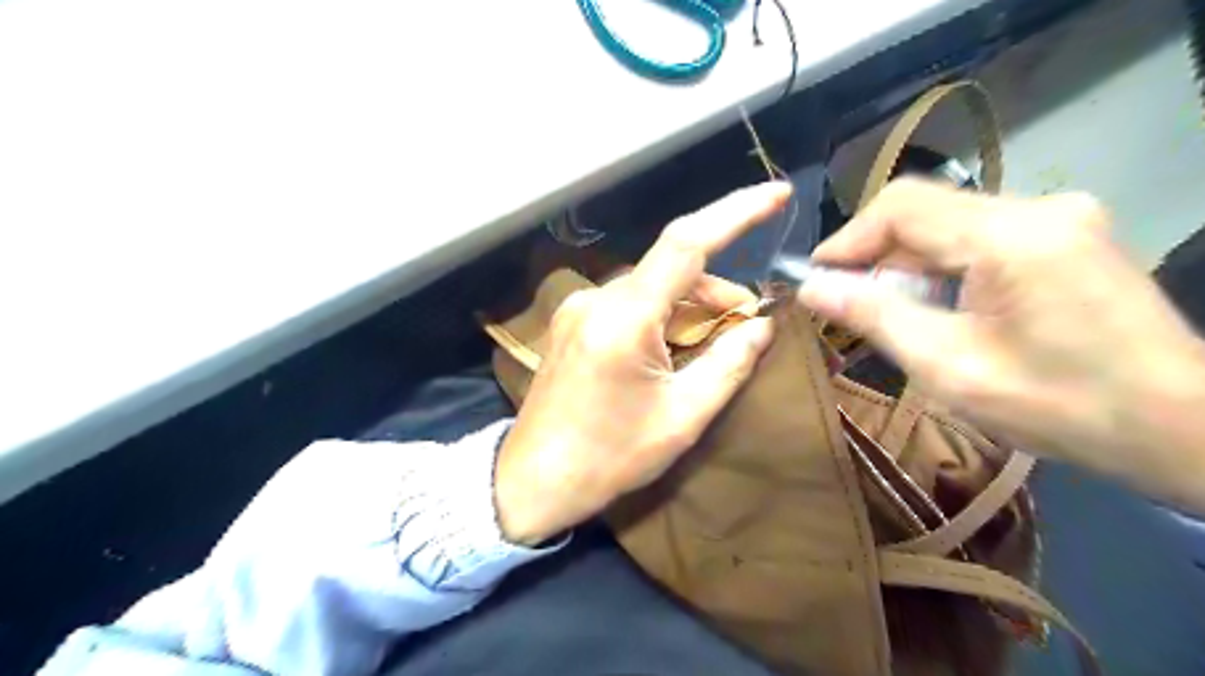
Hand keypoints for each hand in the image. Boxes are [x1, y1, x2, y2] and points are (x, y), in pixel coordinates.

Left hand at [492, 183, 793, 545]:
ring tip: (714, 346)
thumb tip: (763, 326)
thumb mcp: (682, 417)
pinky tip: (673, 348)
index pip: (686, 243)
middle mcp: (597, 299)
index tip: (776, 195)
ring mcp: (579, 309)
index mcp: (624, 318)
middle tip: (749, 329)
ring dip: (690, 307)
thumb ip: (729, 363)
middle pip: (672, 271)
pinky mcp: (572, 323)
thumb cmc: (609, 458)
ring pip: (652, 287)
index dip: (735, 212)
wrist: (533, 481)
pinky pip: (629, 304)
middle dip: (718, 293)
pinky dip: (661, 316)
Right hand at [799, 177, 1203, 508]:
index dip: (849, 238)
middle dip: (879, 257)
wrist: (1182, 427)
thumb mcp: (947, 366)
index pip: (903, 206)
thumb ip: (875, 316)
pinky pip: (982, 236)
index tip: (816, 277)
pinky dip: (946, 268)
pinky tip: (945, 309)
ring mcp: (1061, 217)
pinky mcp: (1069, 234)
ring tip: (900, 317)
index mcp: (1010, 237)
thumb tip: (812, 288)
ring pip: (951, 224)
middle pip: (927, 211)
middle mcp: (1039, 208)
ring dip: (912, 266)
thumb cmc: (1059, 405)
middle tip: (852, 305)